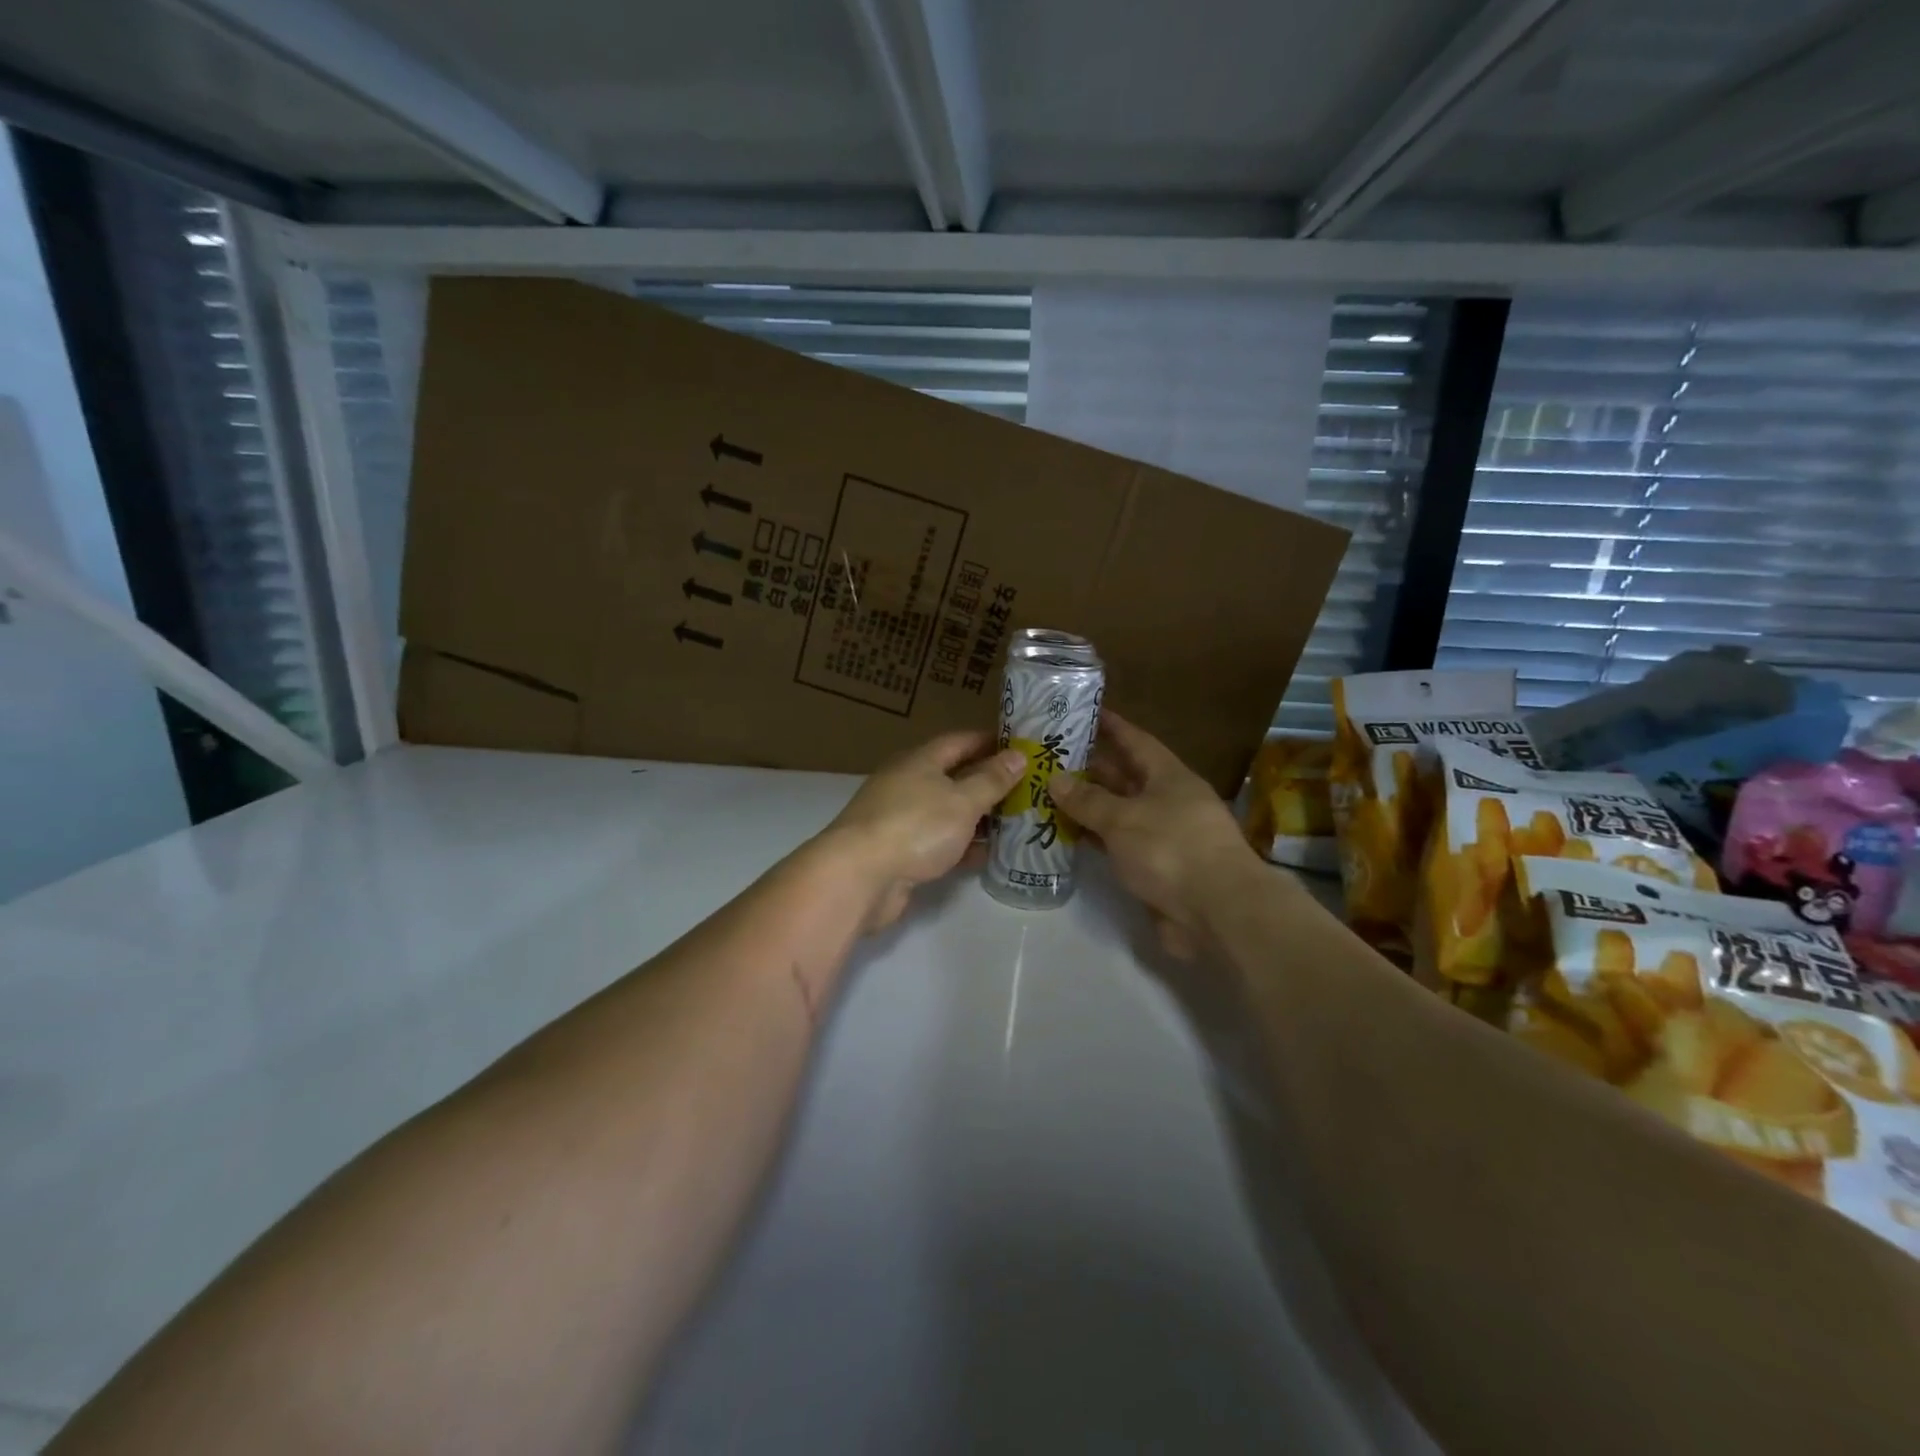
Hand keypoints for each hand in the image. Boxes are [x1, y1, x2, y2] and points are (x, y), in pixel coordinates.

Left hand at [817, 730, 1024, 932]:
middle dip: (989, 781)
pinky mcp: (900, 852)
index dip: (990, 741)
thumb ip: (991, 779)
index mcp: (920, 761)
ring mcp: (901, 819)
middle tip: (1028, 788)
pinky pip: (940, 842)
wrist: (860, 877)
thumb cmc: (915, 827)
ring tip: (1018, 821)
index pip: (960, 741)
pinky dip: (964, 846)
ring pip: (948, 812)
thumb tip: (1018, 755)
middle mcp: (908, 784)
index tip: (1021, 747)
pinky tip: (990, 855)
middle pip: (954, 776)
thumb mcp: (962, 800)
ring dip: (979, 816)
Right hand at [1048, 713, 1258, 956]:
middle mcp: (1168, 802)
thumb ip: (1087, 800)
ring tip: (1048, 793)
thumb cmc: (1171, 849)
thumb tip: (1055, 779)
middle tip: (1051, 756)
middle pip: (1125, 777)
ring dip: (1088, 806)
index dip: (1111, 726)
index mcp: (1169, 777)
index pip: (1136, 741)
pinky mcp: (1156, 869)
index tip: (1084, 711)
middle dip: (1091, 767)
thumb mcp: (1123, 819)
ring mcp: (1163, 837)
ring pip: (1119, 813)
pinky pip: (1118, 845)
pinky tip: (1065, 835)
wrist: (1217, 912)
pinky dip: (1095, 839)